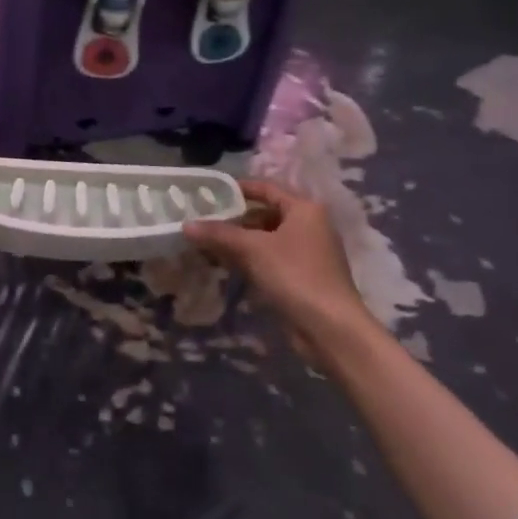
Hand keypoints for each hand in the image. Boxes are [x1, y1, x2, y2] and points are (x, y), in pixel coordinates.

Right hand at [183, 178, 377, 355]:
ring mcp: (309, 254)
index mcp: (304, 209)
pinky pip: (272, 260)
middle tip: (205, 221)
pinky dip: (251, 260)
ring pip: (267, 239)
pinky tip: (228, 267)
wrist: (332, 330)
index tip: (211, 193)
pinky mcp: (305, 278)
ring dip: (240, 242)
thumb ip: (218, 234)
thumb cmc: (295, 275)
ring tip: (209, 245)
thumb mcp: (252, 249)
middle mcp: (310, 226)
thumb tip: (186, 225)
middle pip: (266, 214)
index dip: (238, 189)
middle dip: (235, 219)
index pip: (266, 188)